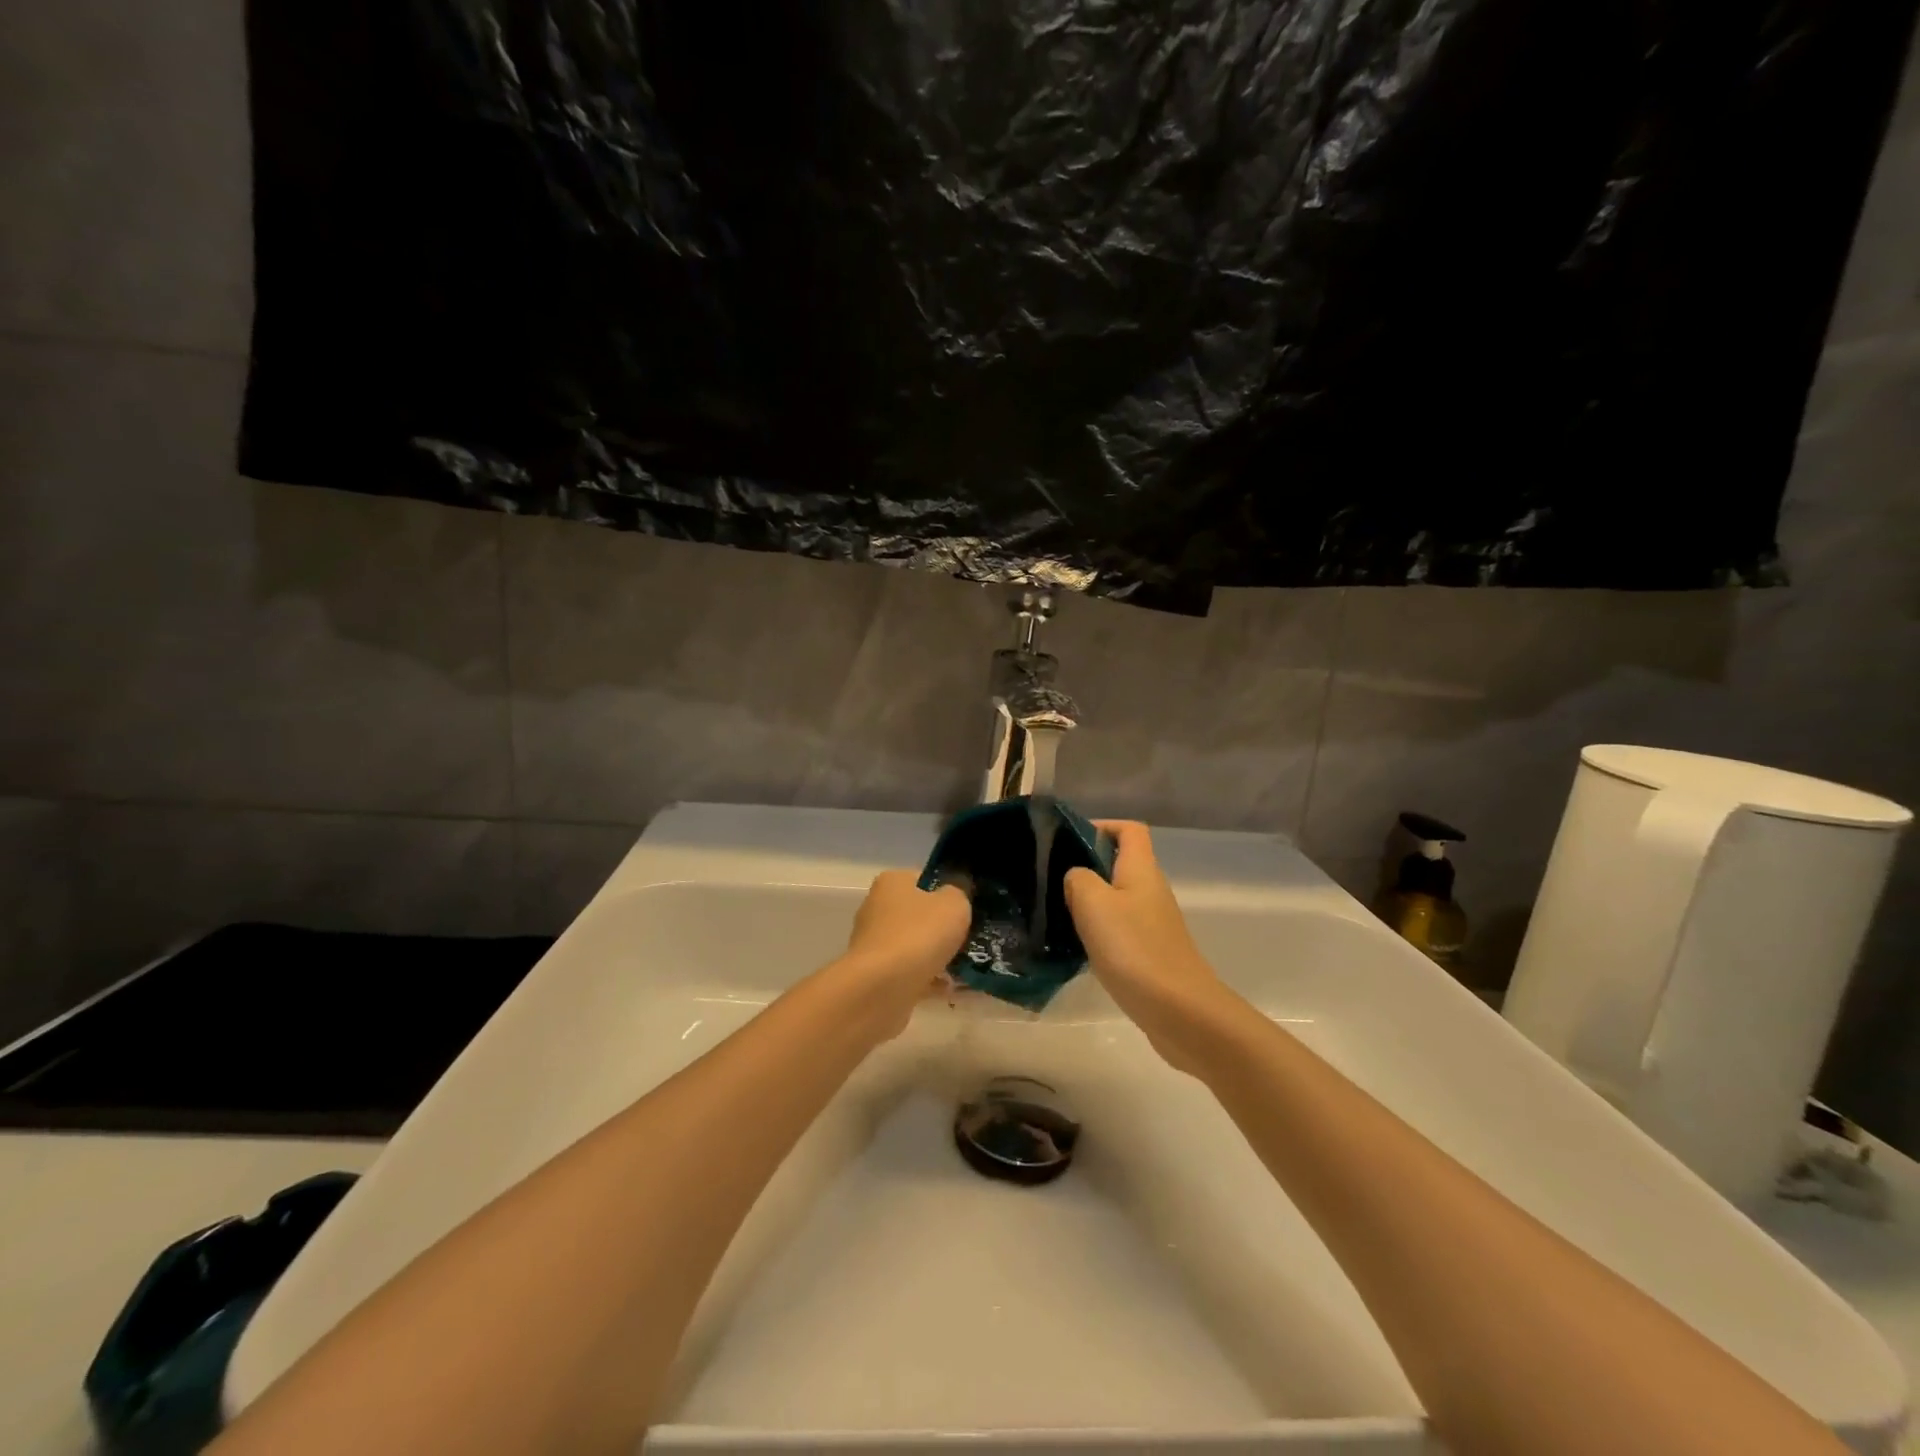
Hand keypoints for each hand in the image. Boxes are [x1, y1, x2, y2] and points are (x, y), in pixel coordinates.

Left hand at [830, 870, 970, 1038]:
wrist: (882, 989)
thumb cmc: (919, 935)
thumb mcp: (954, 904)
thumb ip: (959, 894)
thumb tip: (955, 897)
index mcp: (892, 883)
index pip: (924, 880)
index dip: (948, 891)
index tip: (969, 908)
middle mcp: (877, 909)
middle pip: (920, 915)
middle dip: (944, 929)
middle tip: (971, 939)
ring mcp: (875, 944)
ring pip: (916, 946)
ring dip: (939, 957)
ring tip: (967, 969)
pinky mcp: (876, 975)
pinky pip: (911, 973)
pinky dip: (930, 980)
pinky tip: (952, 989)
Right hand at [1065, 821, 1237, 1073]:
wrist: (1181, 1012)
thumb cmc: (1135, 949)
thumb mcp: (1094, 904)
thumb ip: (1078, 879)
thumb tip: (1076, 877)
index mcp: (1141, 870)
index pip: (1129, 830)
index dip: (1102, 825)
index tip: (1067, 839)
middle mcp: (1150, 890)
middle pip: (1120, 863)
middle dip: (1086, 866)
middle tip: (1050, 879)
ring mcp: (1153, 924)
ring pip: (1116, 898)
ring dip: (1088, 901)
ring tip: (1056, 912)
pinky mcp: (1150, 953)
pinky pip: (1119, 929)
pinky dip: (1097, 931)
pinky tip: (1075, 947)